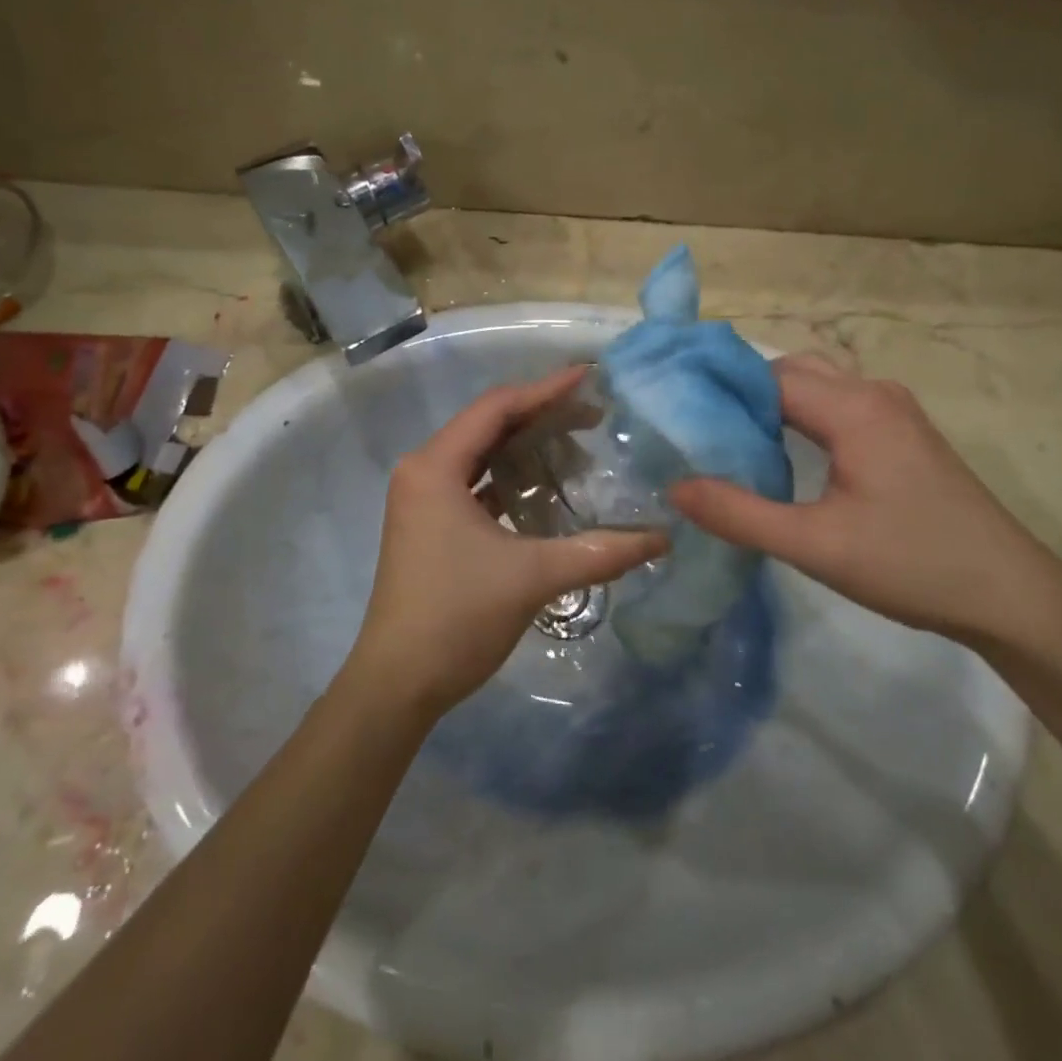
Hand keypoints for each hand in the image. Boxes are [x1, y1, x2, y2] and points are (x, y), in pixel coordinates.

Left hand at [349, 368, 666, 716]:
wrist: (398, 682)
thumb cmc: (457, 616)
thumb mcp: (533, 577)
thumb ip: (599, 552)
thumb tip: (663, 539)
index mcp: (435, 466)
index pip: (496, 408)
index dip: (545, 390)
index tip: (590, 378)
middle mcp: (423, 472)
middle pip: (487, 426)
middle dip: (540, 416)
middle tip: (594, 414)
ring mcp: (422, 500)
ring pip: (480, 456)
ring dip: (525, 448)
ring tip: (577, 445)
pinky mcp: (430, 526)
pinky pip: (475, 485)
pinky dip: (509, 479)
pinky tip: (545, 489)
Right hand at [671, 354, 1061, 646]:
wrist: (1011, 595)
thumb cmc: (913, 565)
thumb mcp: (815, 546)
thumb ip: (740, 514)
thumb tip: (675, 489)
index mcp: (853, 408)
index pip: (768, 377)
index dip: (719, 391)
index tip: (677, 416)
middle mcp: (874, 393)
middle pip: (792, 371)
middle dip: (743, 394)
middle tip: (700, 432)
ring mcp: (895, 410)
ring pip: (817, 384)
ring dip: (774, 403)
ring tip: (732, 442)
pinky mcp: (904, 432)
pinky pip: (838, 403)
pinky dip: (801, 415)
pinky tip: (785, 454)